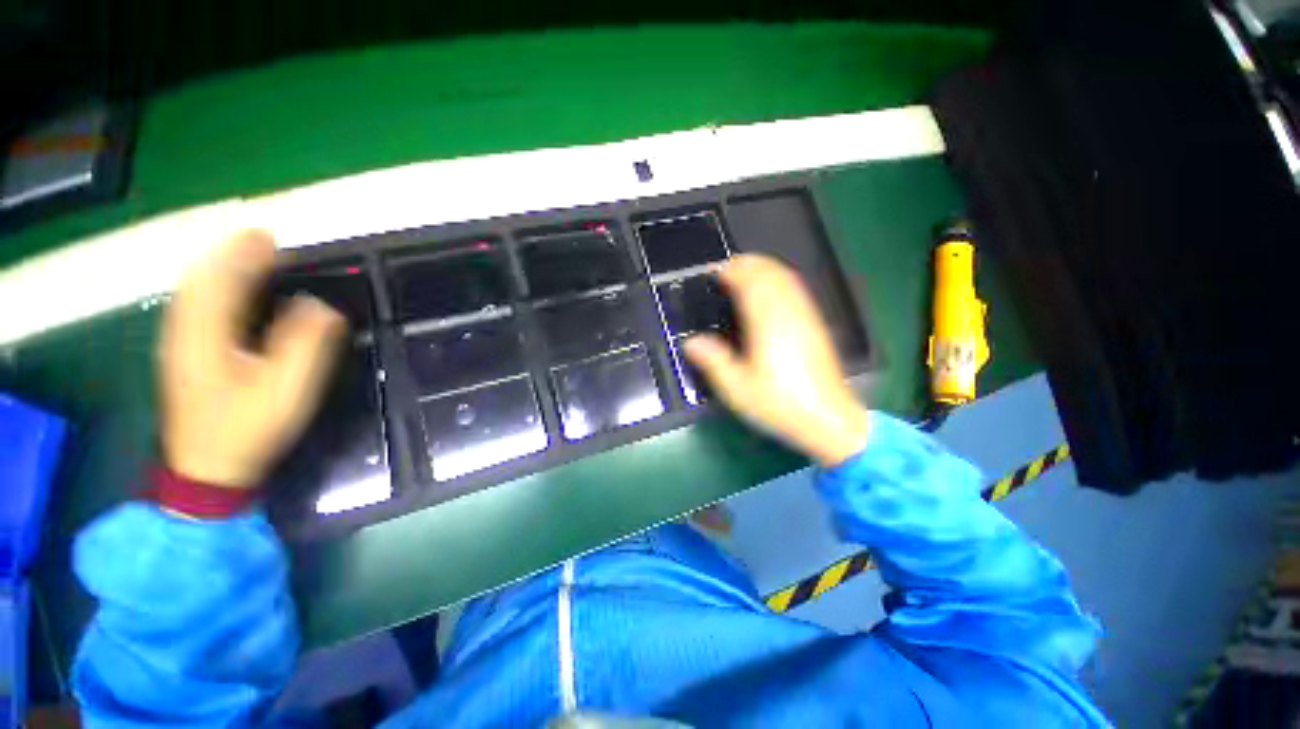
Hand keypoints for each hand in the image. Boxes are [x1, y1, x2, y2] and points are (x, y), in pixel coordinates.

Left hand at [159, 230, 346, 487]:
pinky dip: (210, 288)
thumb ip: (305, 343)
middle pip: (202, 279)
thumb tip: (320, 306)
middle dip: (230, 254)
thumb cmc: (249, 428)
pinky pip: (192, 307)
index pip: (224, 280)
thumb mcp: (287, 388)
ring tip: (247, 256)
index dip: (247, 255)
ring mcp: (178, 343)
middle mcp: (184, 331)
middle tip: (262, 240)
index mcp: (207, 335)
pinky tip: (225, 290)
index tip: (272, 237)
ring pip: (192, 291)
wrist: (206, 470)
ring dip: (218, 268)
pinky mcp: (182, 356)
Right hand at [684, 255, 869, 467]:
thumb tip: (690, 342)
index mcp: (767, 323)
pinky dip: (780, 279)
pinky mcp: (815, 324)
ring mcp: (806, 316)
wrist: (827, 418)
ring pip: (786, 277)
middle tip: (726, 270)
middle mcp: (789, 312)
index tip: (715, 273)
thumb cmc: (778, 403)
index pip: (750, 282)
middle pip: (770, 273)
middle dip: (748, 264)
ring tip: (744, 273)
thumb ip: (713, 361)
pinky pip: (797, 289)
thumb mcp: (737, 388)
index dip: (732, 272)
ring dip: (764, 268)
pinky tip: (771, 291)